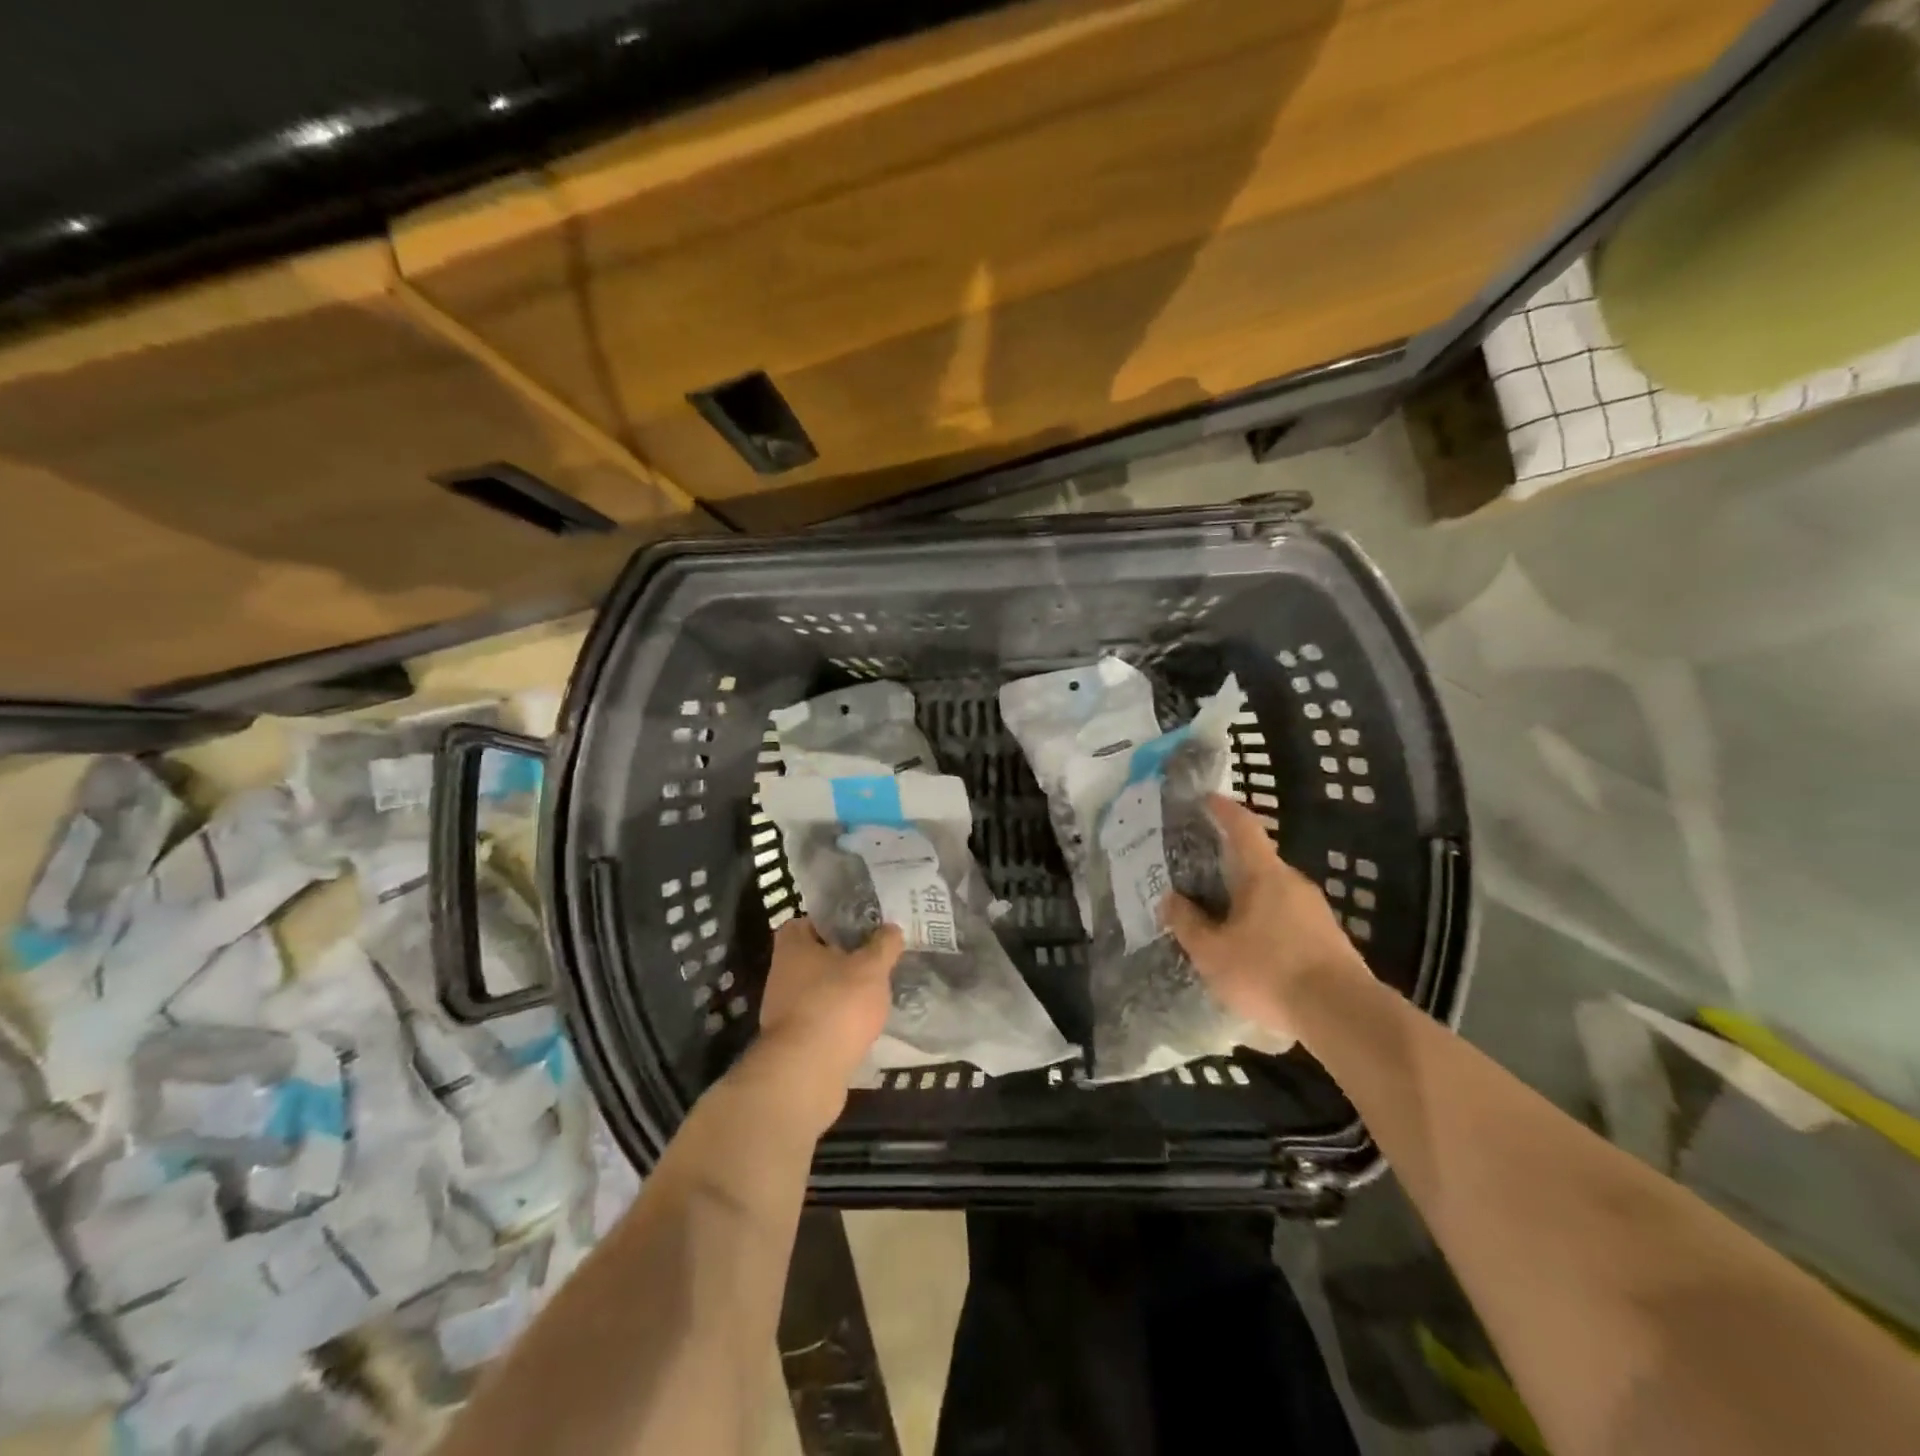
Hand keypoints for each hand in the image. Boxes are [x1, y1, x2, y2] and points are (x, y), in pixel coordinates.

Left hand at [746, 917, 900, 1127]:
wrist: (807, 1073)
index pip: (807, 922)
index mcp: (792, 947)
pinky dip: (838, 1020)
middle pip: (814, 957)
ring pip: (818, 990)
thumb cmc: (837, 1004)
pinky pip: (820, 1020)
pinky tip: (862, 1024)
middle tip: (874, 959)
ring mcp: (783, 1010)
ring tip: (875, 992)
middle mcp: (781, 974)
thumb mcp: (871, 967)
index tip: (860, 928)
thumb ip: (884, 945)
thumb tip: (891, 928)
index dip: (832, 922)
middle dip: (842, 959)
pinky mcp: (793, 1042)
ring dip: (841, 991)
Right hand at [1161, 794, 1368, 1043]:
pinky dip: (1265, 923)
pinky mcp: (1329, 939)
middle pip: (1257, 862)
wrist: (1342, 1015)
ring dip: (1247, 899)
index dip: (1223, 810)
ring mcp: (1316, 911)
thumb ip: (1187, 924)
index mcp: (1263, 874)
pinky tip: (1251, 949)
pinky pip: (1287, 918)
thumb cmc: (1268, 971)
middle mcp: (1293, 883)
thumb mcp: (1212, 953)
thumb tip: (1169, 899)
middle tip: (1199, 875)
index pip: (1243, 827)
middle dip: (1228, 865)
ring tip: (1220, 918)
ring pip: (1273, 893)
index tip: (1206, 799)